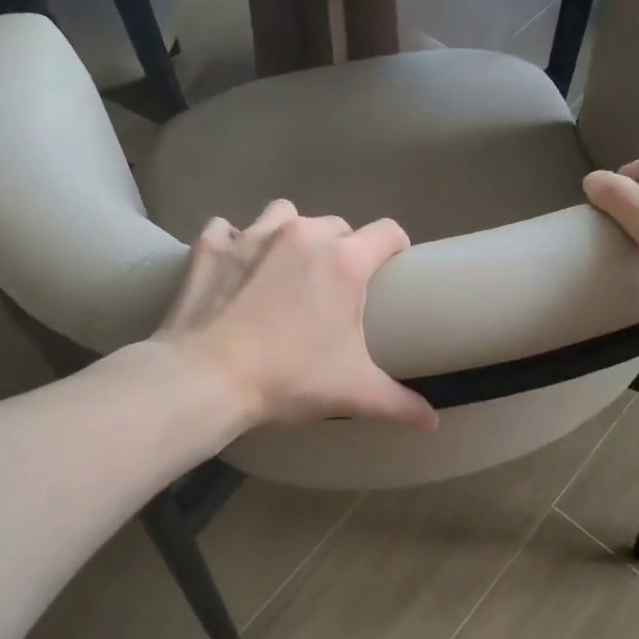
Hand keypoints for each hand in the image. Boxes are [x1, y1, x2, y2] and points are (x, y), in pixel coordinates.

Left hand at [151, 200, 437, 432]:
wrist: (205, 378)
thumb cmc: (288, 379)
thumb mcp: (353, 392)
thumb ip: (400, 404)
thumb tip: (433, 424)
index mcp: (345, 262)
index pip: (388, 232)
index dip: (396, 246)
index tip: (392, 266)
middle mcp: (303, 235)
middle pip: (337, 225)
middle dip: (341, 249)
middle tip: (333, 286)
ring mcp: (254, 234)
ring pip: (285, 214)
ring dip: (291, 235)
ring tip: (283, 268)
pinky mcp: (211, 245)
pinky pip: (228, 229)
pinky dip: (234, 242)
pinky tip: (233, 268)